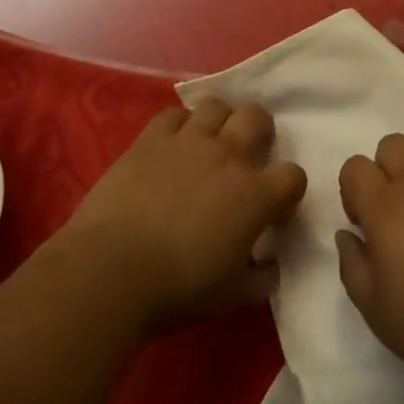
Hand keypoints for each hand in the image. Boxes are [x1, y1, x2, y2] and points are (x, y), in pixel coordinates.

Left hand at [60, 99, 306, 328]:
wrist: (111, 271)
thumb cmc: (177, 289)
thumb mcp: (231, 297)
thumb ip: (260, 279)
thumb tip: (270, 267)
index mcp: (255, 196)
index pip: (293, 176)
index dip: (288, 189)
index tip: (275, 207)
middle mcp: (228, 156)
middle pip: (258, 117)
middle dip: (260, 131)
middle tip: (248, 153)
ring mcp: (188, 141)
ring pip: (216, 106)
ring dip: (220, 121)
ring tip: (210, 142)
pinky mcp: (151, 138)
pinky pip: (173, 114)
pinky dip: (178, 125)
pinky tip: (172, 145)